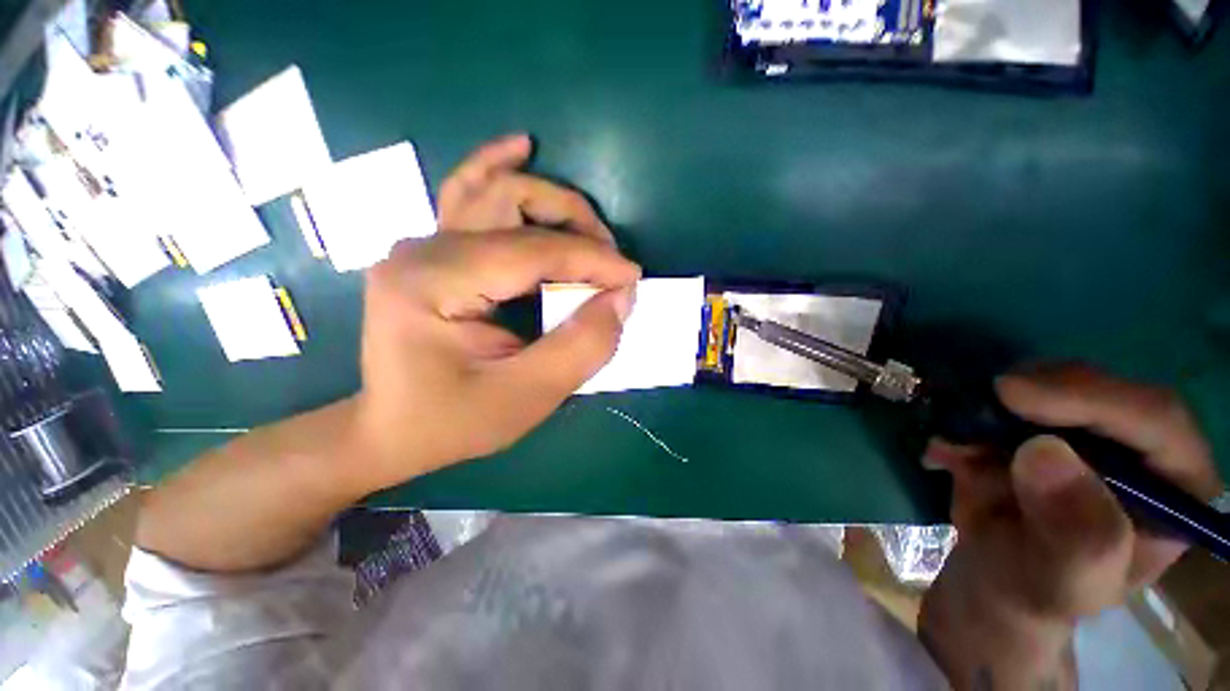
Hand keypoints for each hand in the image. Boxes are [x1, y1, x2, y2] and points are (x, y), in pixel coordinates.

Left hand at [351, 136, 639, 490]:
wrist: (391, 429)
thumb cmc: (453, 421)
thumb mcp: (526, 397)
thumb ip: (581, 347)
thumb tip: (621, 299)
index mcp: (434, 283)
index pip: (533, 251)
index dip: (593, 260)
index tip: (632, 280)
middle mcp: (422, 248)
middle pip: (513, 201)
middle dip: (576, 225)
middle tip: (612, 261)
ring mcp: (422, 244)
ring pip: (494, 189)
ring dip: (552, 200)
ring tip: (590, 225)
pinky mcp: (432, 251)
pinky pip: (468, 195)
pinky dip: (500, 169)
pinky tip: (522, 148)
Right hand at [919, 364, 1221, 689]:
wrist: (994, 575)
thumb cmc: (1041, 589)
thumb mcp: (1067, 581)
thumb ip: (1078, 535)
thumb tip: (1043, 454)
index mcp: (1171, 485)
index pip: (1155, 418)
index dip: (1092, 398)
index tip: (1012, 395)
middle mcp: (1136, 445)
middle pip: (1098, 388)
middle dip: (1033, 393)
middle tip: (975, 408)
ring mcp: (1084, 429)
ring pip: (1044, 383)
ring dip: (988, 407)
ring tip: (954, 447)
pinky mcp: (1034, 423)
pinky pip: (999, 399)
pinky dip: (964, 416)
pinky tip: (945, 451)